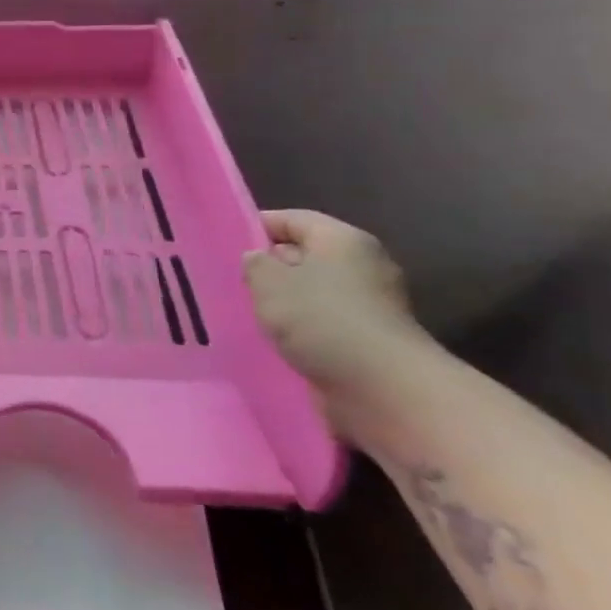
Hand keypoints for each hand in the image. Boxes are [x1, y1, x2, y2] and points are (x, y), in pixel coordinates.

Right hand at [243, 210, 429, 426]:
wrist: (385, 389)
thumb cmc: (322, 320)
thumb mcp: (269, 283)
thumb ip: (255, 264)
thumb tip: (258, 259)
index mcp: (342, 240)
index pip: (292, 219)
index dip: (257, 226)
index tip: (226, 244)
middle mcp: (363, 265)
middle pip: (306, 255)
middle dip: (271, 267)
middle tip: (234, 281)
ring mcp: (371, 304)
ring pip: (314, 292)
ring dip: (286, 302)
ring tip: (250, 313)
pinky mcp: (371, 339)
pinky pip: (326, 322)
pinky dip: (303, 328)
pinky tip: (277, 340)